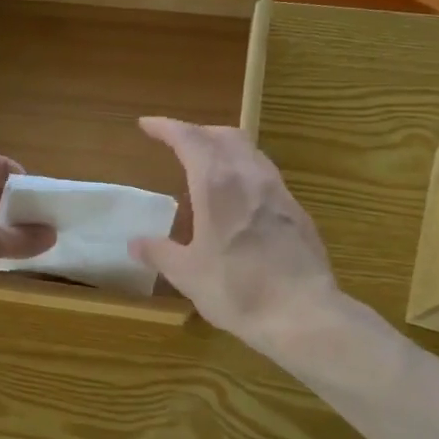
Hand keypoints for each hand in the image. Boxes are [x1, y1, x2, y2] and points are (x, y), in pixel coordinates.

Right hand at [130, 116, 340, 353]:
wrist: (303, 313)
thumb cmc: (236, 289)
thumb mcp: (187, 274)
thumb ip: (159, 253)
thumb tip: (135, 243)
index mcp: (216, 183)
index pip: (188, 138)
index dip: (166, 127)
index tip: (147, 125)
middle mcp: (249, 176)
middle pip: (224, 135)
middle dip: (198, 132)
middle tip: (178, 143)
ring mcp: (279, 191)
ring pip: (250, 151)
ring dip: (224, 148)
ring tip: (207, 166)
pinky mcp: (297, 211)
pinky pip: (266, 174)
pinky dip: (244, 171)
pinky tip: (239, 198)